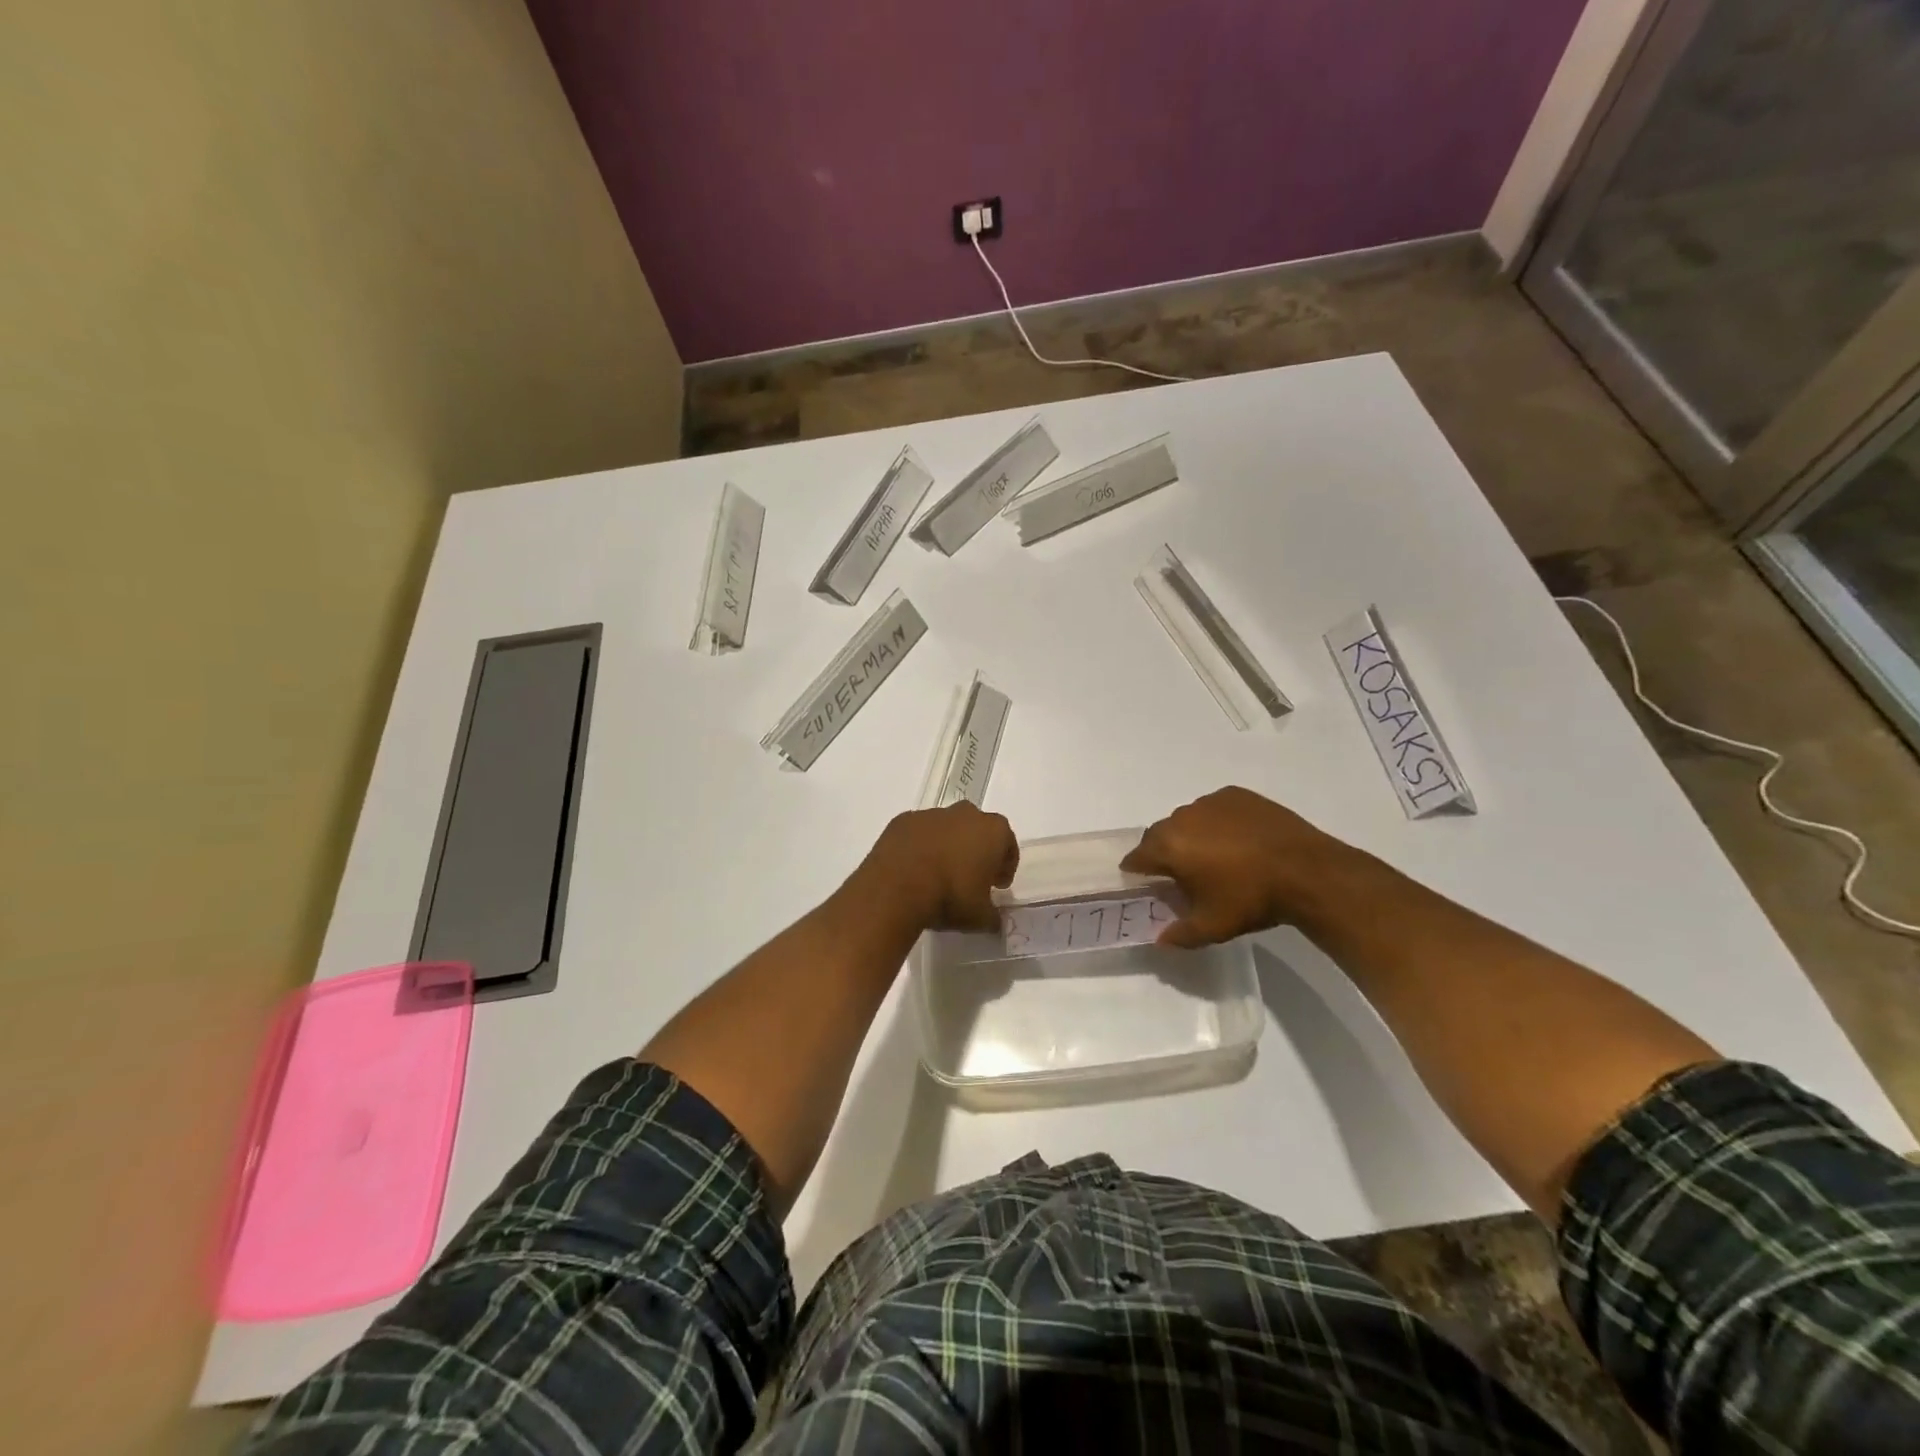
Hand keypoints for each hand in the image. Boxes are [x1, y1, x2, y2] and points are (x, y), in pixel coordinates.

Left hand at [853, 803, 1018, 933]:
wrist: (896, 888)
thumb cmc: (950, 896)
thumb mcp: (979, 917)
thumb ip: (992, 917)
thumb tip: (994, 921)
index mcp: (992, 831)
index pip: (1007, 844)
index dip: (1004, 865)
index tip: (997, 885)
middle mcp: (965, 814)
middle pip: (977, 829)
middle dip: (977, 850)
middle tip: (970, 877)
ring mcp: (931, 814)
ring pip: (947, 829)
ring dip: (947, 846)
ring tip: (938, 875)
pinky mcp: (903, 820)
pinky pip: (919, 833)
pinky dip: (920, 846)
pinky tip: (913, 869)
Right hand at [1121, 787, 1354, 947]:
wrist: (1306, 871)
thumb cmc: (1251, 899)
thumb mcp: (1212, 927)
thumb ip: (1179, 934)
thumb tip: (1159, 939)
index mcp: (1169, 846)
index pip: (1137, 856)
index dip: (1136, 870)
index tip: (1144, 882)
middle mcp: (1183, 817)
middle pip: (1160, 834)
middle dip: (1163, 852)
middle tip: (1180, 874)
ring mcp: (1211, 802)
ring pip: (1188, 820)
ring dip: (1191, 835)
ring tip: (1214, 857)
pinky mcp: (1236, 795)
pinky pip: (1214, 809)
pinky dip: (1217, 822)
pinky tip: (1237, 840)